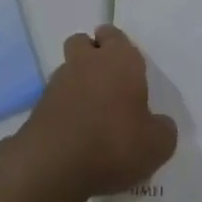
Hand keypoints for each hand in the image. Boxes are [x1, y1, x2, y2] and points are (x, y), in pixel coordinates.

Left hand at [14, 25, 175, 199]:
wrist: (53, 166)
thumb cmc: (114, 144)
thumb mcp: (158, 145)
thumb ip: (162, 129)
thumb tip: (158, 124)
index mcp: (120, 60)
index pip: (114, 35)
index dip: (118, 46)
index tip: (126, 65)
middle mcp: (87, 62)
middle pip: (83, 42)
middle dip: (92, 54)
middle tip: (108, 81)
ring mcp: (58, 83)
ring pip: (68, 69)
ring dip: (78, 81)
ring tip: (92, 112)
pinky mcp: (38, 107)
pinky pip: (56, 97)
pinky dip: (65, 107)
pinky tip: (76, 132)